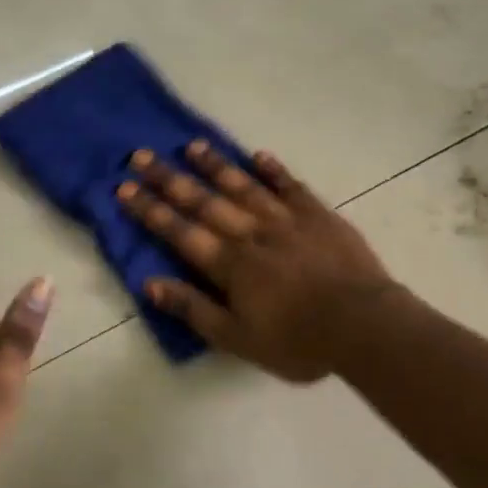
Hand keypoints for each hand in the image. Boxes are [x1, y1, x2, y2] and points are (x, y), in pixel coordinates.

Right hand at [119, 143, 396, 381]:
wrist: (363, 325)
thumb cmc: (298, 341)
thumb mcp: (238, 339)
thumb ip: (194, 309)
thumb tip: (150, 284)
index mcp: (229, 264)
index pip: (180, 232)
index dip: (150, 210)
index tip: (124, 188)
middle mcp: (251, 233)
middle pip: (204, 201)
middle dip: (169, 179)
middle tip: (141, 155)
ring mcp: (286, 219)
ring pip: (243, 186)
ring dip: (216, 166)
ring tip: (191, 146)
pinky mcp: (318, 215)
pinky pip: (291, 186)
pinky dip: (273, 170)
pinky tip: (258, 155)